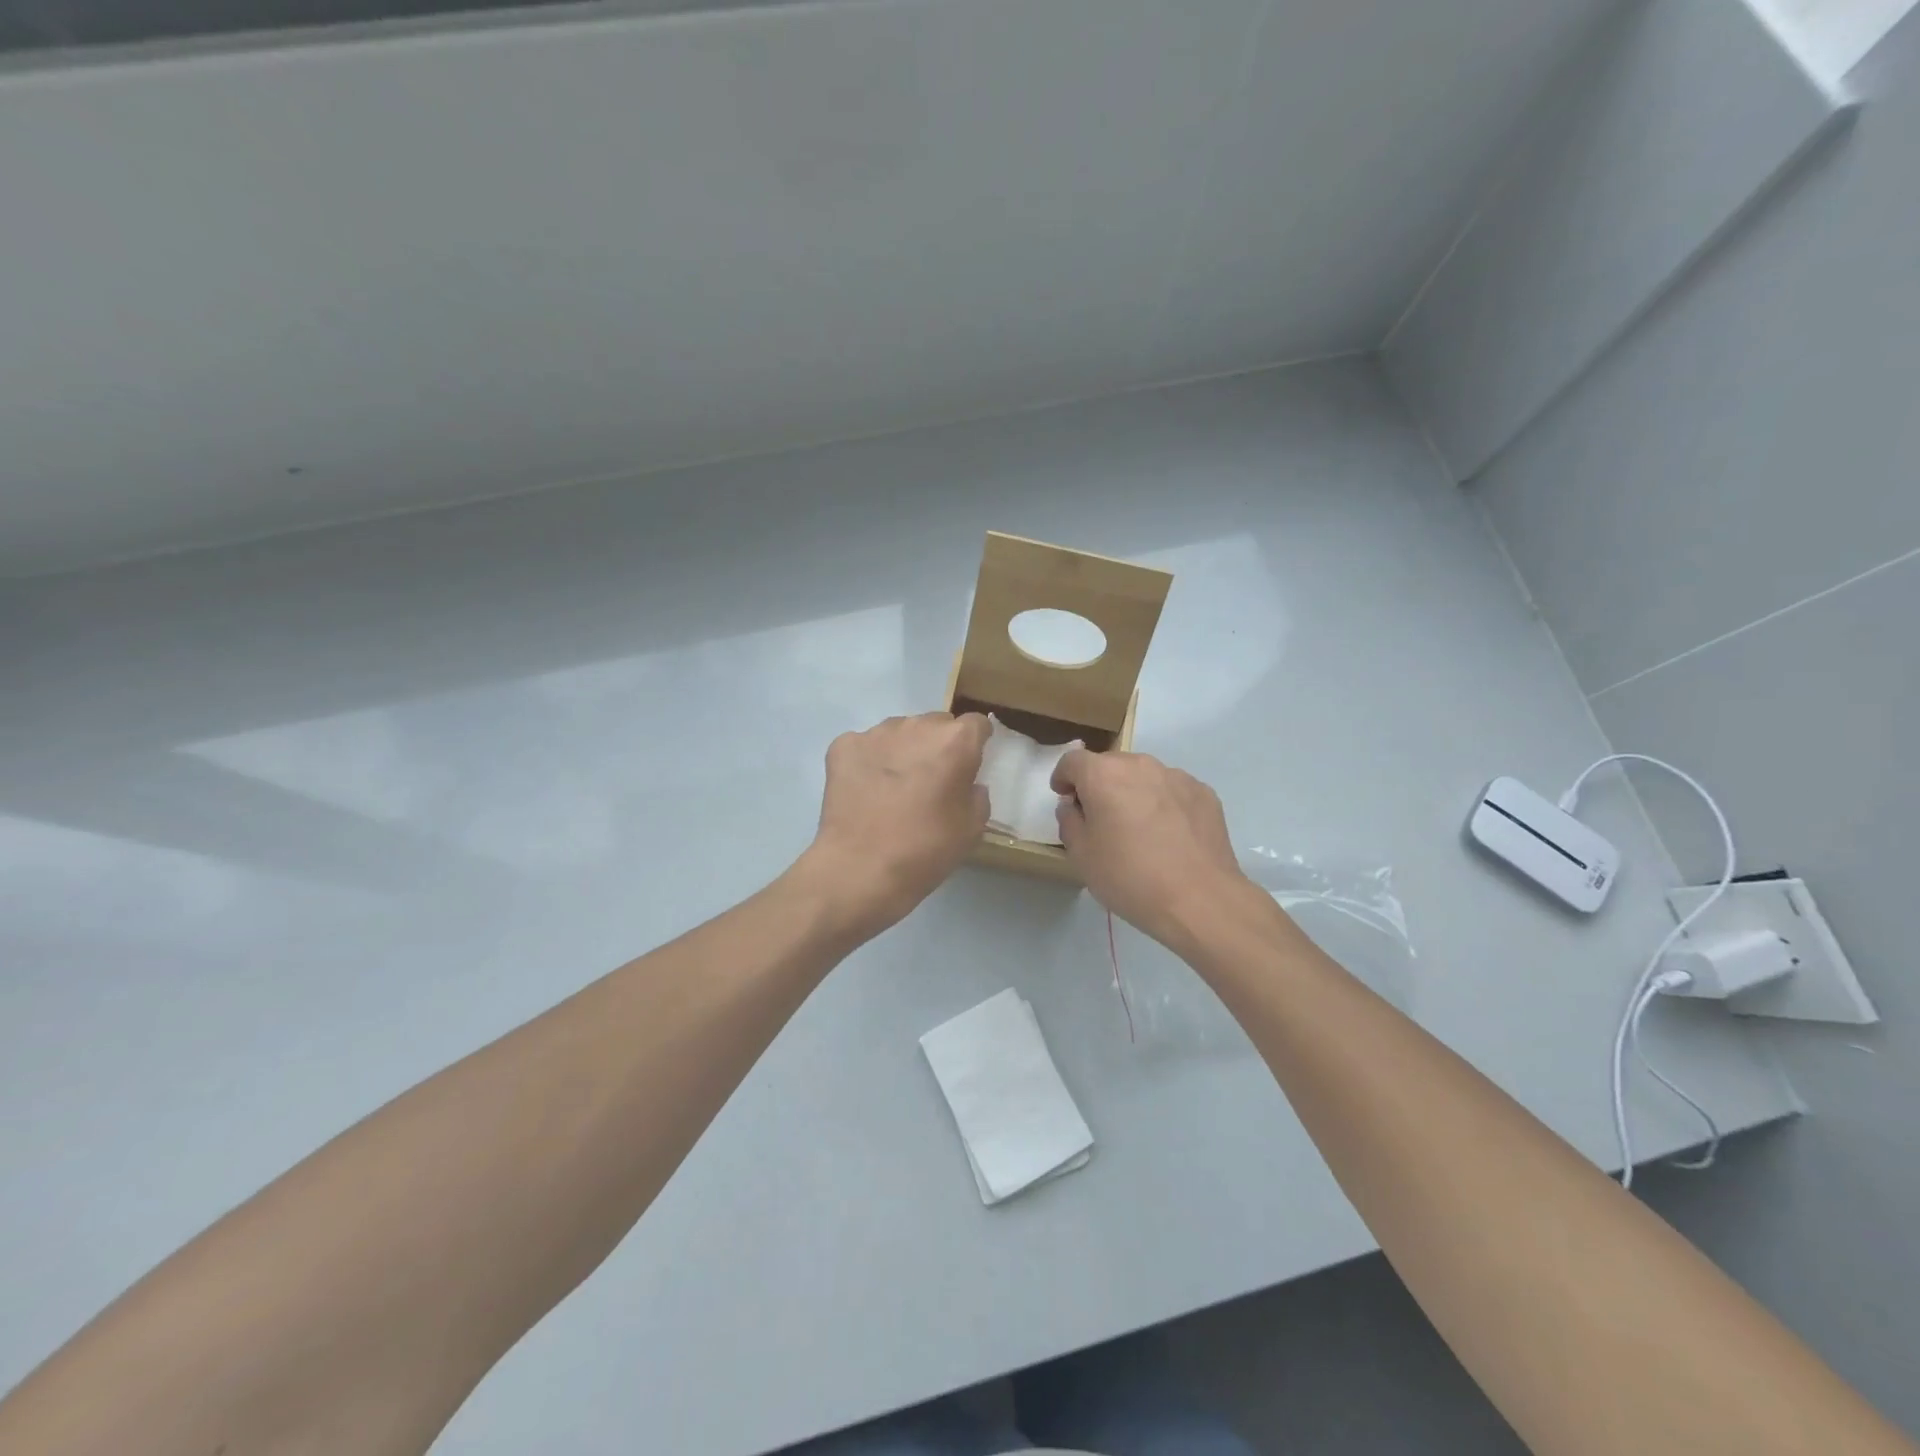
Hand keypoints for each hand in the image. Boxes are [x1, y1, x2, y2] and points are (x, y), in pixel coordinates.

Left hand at [801, 712, 990, 937]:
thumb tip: (966, 784)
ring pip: (899, 732)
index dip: (976, 742)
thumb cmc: (926, 849)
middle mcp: (916, 725)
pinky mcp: (843, 746)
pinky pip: (864, 746)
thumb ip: (977, 795)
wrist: (860, 869)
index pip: (976, 724)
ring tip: (895, 788)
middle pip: (936, 724)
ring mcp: (875, 733)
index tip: (971, 762)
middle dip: (938, 745)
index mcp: (955, 741)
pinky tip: (865, 790)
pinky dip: (868, 762)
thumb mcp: (972, 828)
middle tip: (932, 781)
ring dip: (903, 750)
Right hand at [1051, 749, 1261, 951]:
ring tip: (1138, 829)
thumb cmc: (1129, 877)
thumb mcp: (1081, 855)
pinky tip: (1168, 836)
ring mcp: (1177, 776)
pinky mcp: (1204, 794)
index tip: (1065, 799)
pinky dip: (1163, 804)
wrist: (1200, 900)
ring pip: (1144, 776)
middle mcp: (1140, 765)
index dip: (1063, 778)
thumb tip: (1074, 806)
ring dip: (1133, 793)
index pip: (1073, 761)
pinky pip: (1172, 791)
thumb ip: (1070, 821)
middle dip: (1099, 785)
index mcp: (1104, 774)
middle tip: (1100, 819)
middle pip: (1110, 765)